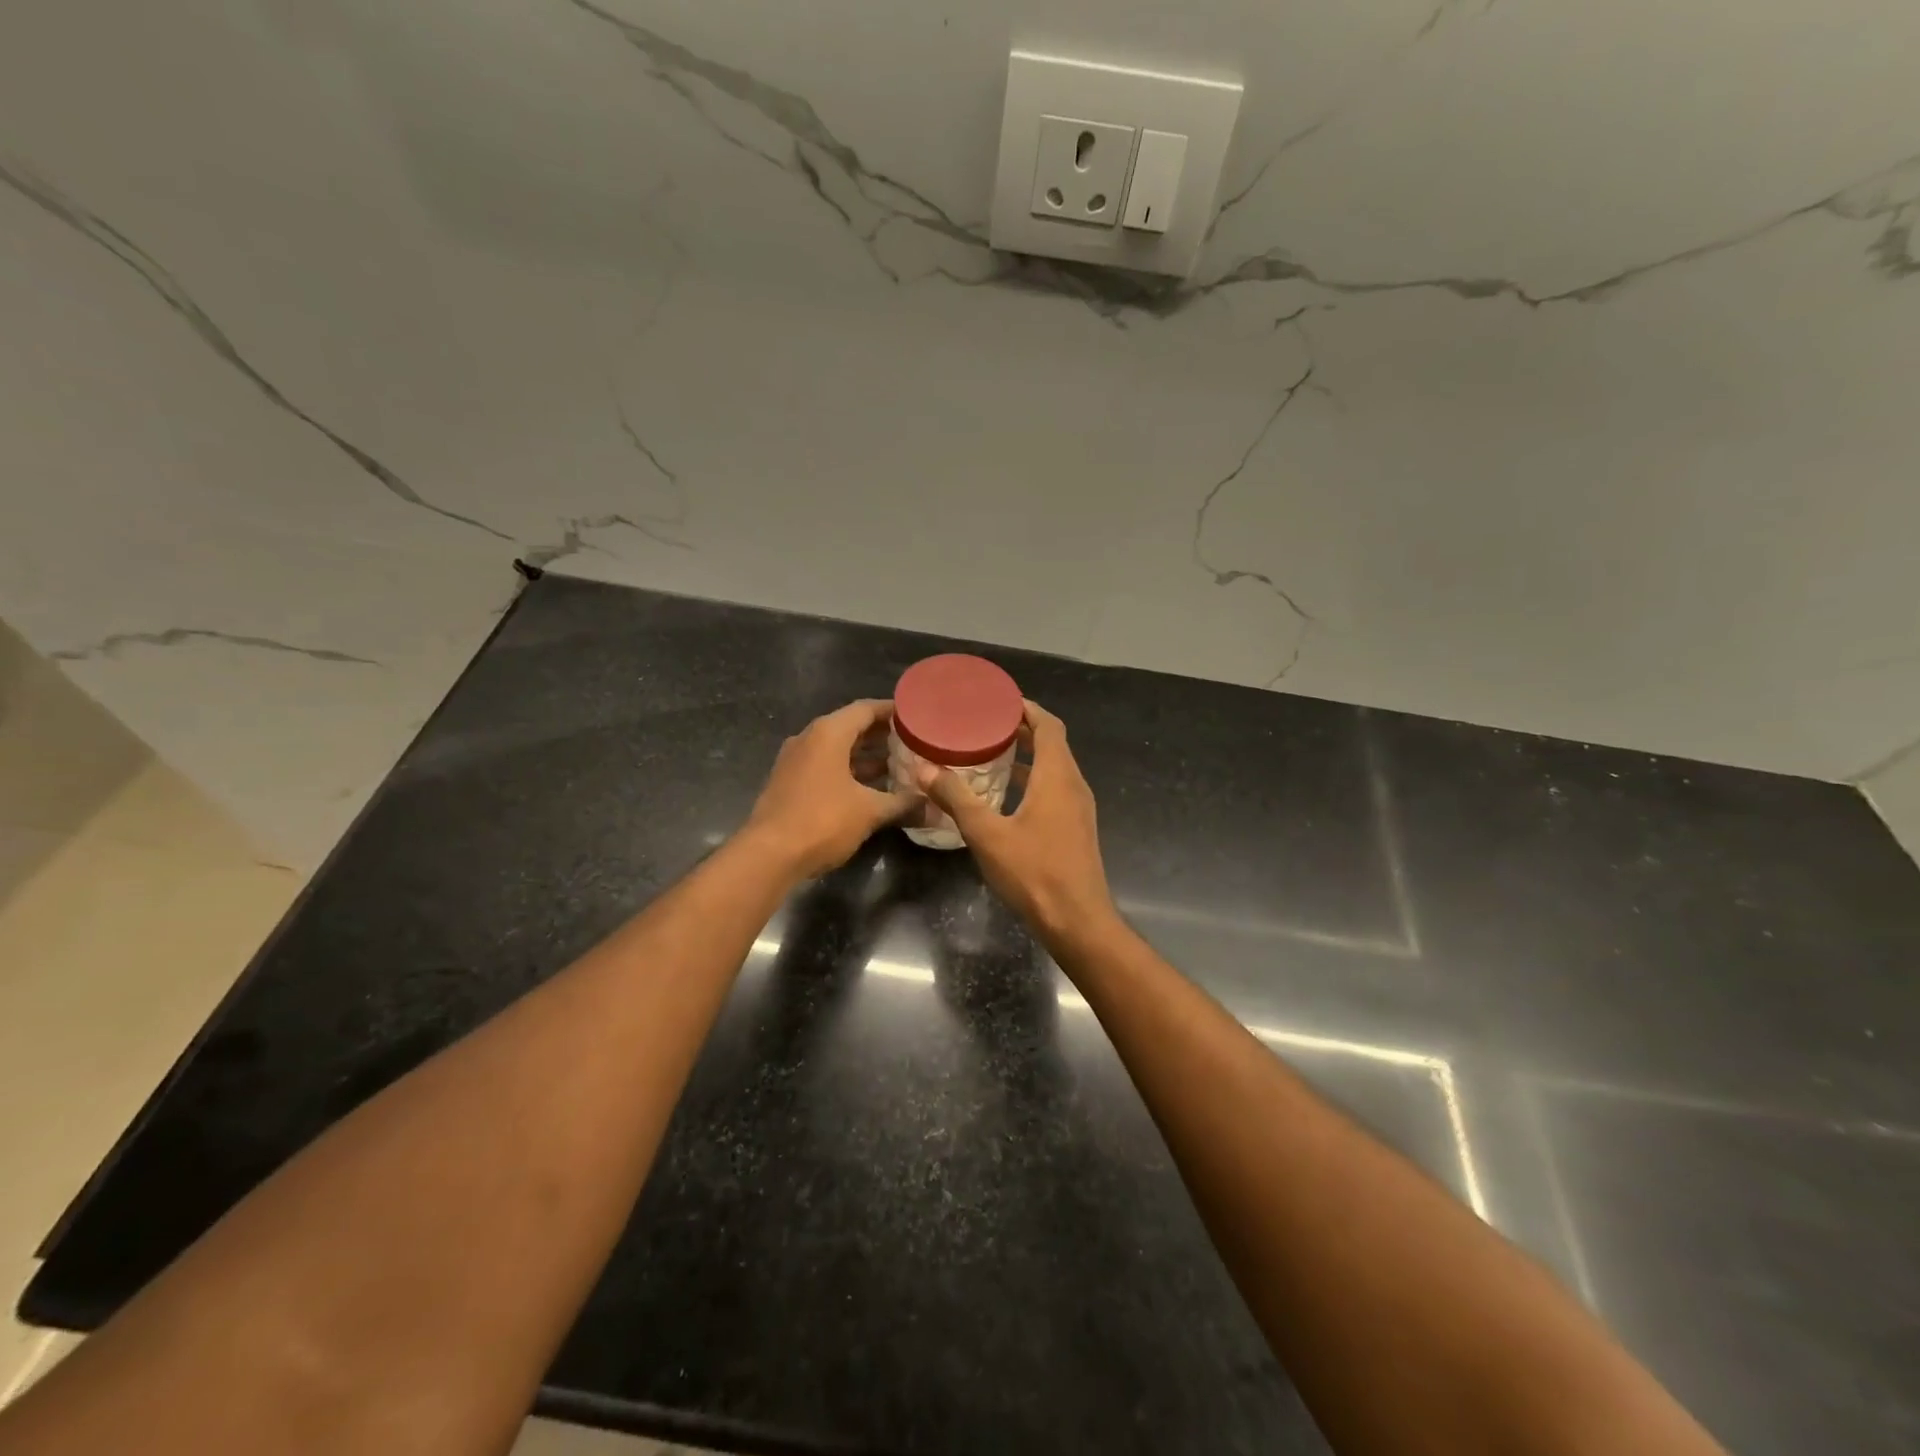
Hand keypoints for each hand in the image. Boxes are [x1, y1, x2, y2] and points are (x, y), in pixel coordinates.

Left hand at [744, 699, 912, 878]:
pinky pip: (825, 766)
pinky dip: (848, 771)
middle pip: (851, 727)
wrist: (769, 855)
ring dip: (865, 756)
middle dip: (882, 735)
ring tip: (899, 766)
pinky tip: (871, 789)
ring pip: (837, 749)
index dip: (893, 712)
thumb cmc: (822, 821)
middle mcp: (809, 738)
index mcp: (828, 733)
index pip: (866, 709)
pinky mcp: (789, 783)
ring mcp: (795, 761)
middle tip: (913, 743)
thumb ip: (903, 804)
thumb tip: (934, 808)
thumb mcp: (870, 812)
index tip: (918, 718)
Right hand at [914, 701, 1116, 940]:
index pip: (1049, 726)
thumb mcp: (987, 834)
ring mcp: (1079, 809)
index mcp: (1057, 777)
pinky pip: (1055, 789)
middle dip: (1022, 730)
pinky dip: (1032, 780)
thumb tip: (924, 769)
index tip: (999, 701)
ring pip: (1055, 768)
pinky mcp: (1076, 829)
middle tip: (985, 725)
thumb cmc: (1034, 873)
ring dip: (1027, 756)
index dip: (1026, 709)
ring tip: (990, 753)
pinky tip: (1005, 795)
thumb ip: (956, 799)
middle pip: (1053, 744)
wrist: (1077, 921)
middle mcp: (1074, 785)